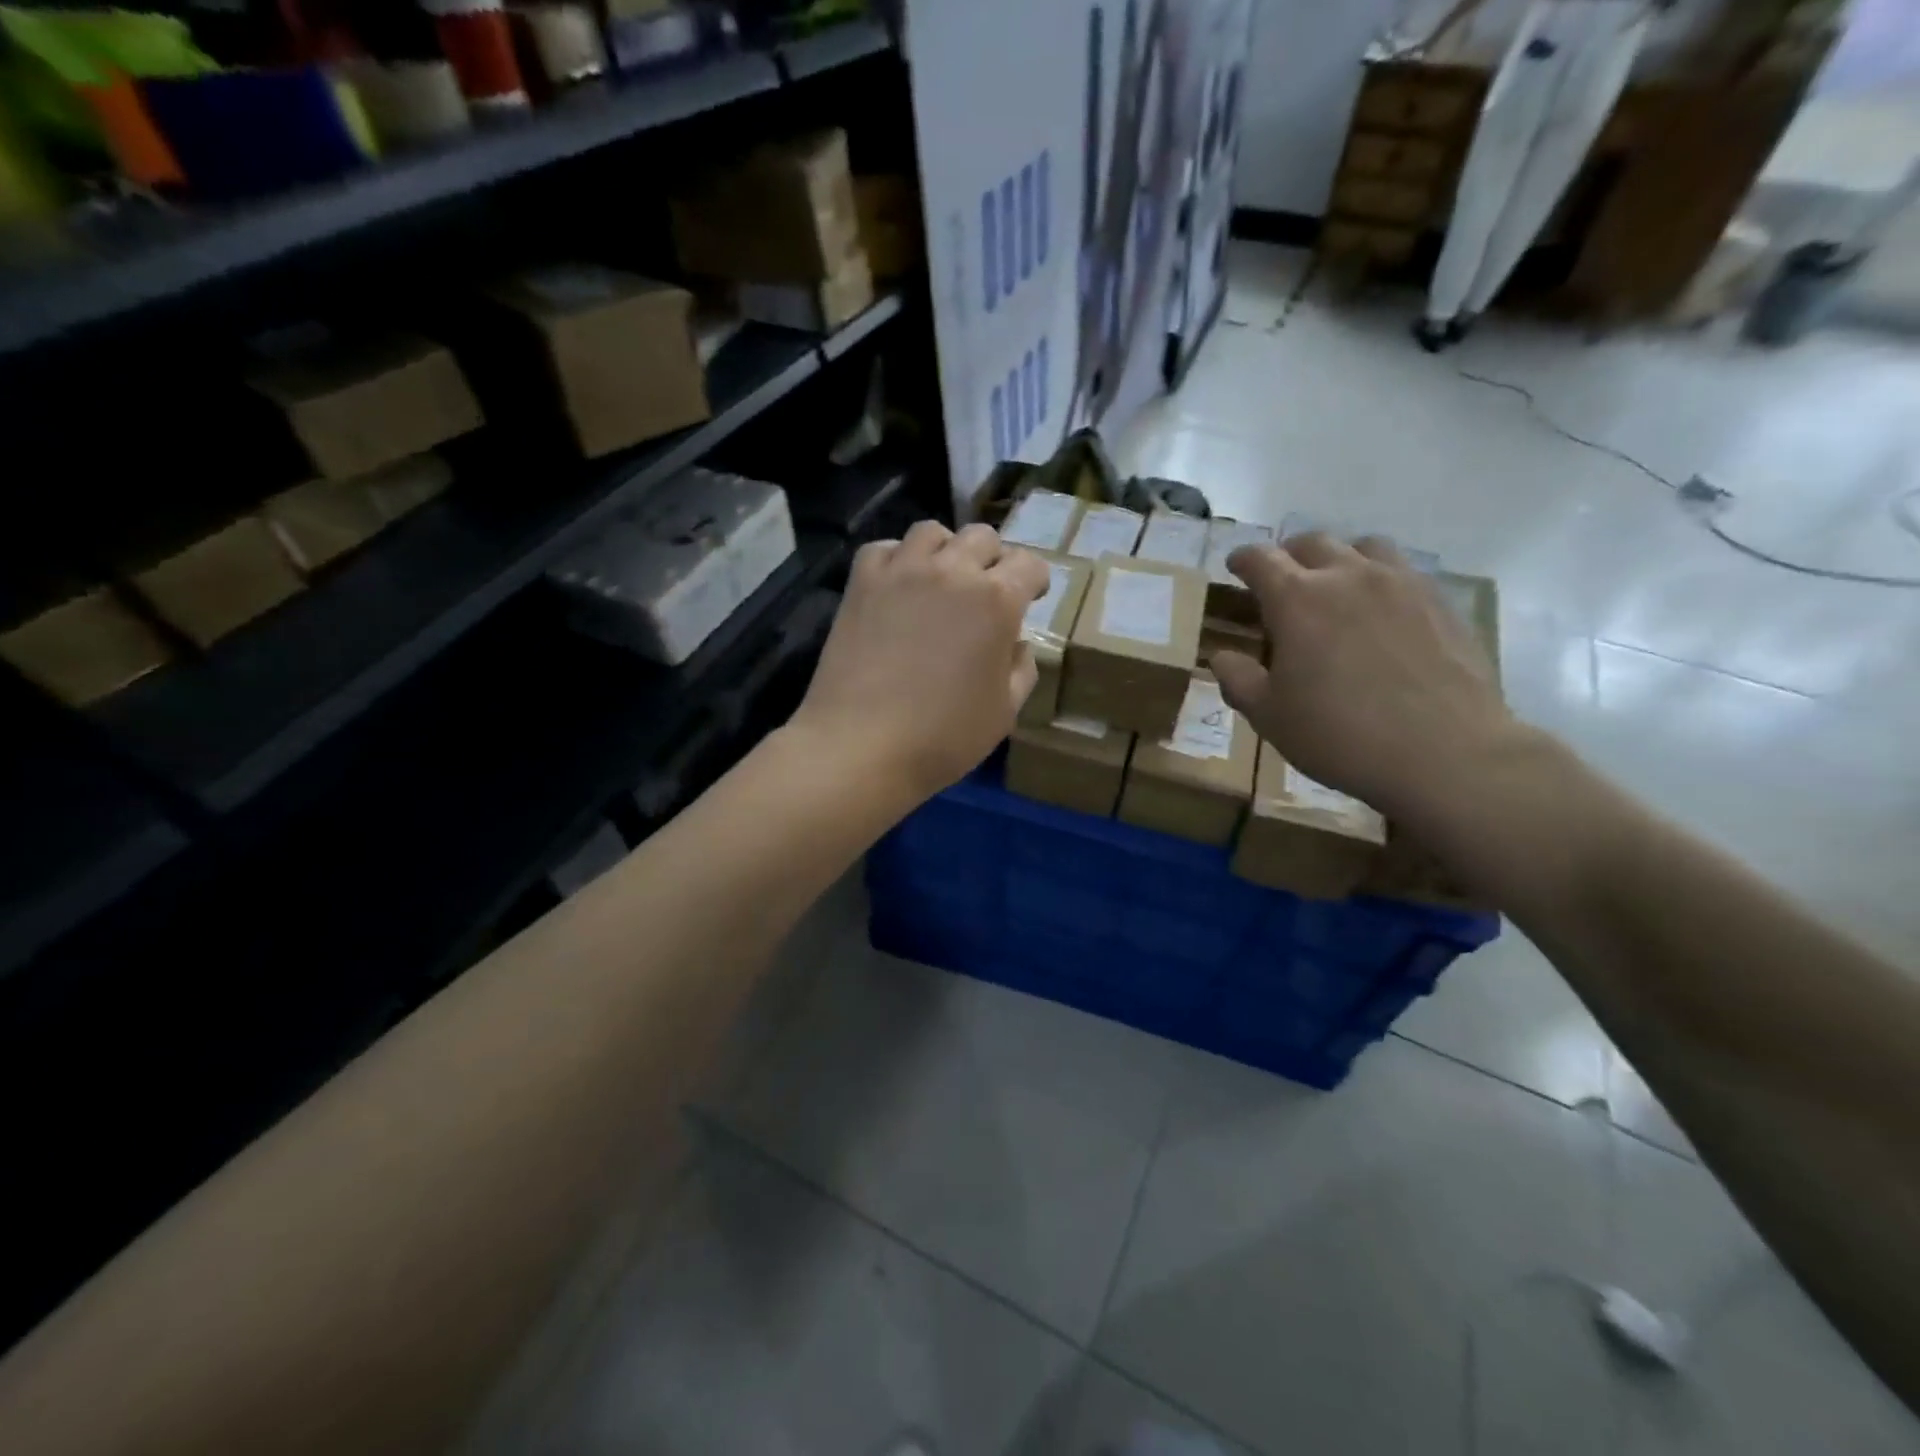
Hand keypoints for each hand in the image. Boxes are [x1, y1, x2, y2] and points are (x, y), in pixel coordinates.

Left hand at [791, 521, 1049, 802]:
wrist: (862, 745)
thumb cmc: (943, 737)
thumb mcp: (1004, 712)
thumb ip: (1021, 669)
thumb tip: (1015, 644)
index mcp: (997, 600)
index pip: (1029, 564)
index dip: (1035, 581)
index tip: (1031, 598)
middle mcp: (953, 571)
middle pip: (982, 537)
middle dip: (993, 560)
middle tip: (986, 592)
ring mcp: (902, 571)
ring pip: (932, 532)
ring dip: (945, 550)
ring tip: (941, 580)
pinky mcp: (862, 583)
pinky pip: (885, 548)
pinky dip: (898, 559)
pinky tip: (898, 586)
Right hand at [1209, 533, 1513, 815]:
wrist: (1445, 753)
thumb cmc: (1340, 735)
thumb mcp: (1269, 716)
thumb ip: (1238, 679)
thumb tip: (1222, 656)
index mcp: (1297, 599)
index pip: (1260, 559)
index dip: (1242, 560)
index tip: (1235, 568)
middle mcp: (1348, 576)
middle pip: (1312, 542)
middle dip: (1289, 556)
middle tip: (1282, 582)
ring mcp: (1401, 584)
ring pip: (1365, 546)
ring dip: (1341, 558)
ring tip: (1337, 587)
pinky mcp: (1441, 602)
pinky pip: (1404, 571)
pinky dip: (1382, 579)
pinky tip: (1382, 612)